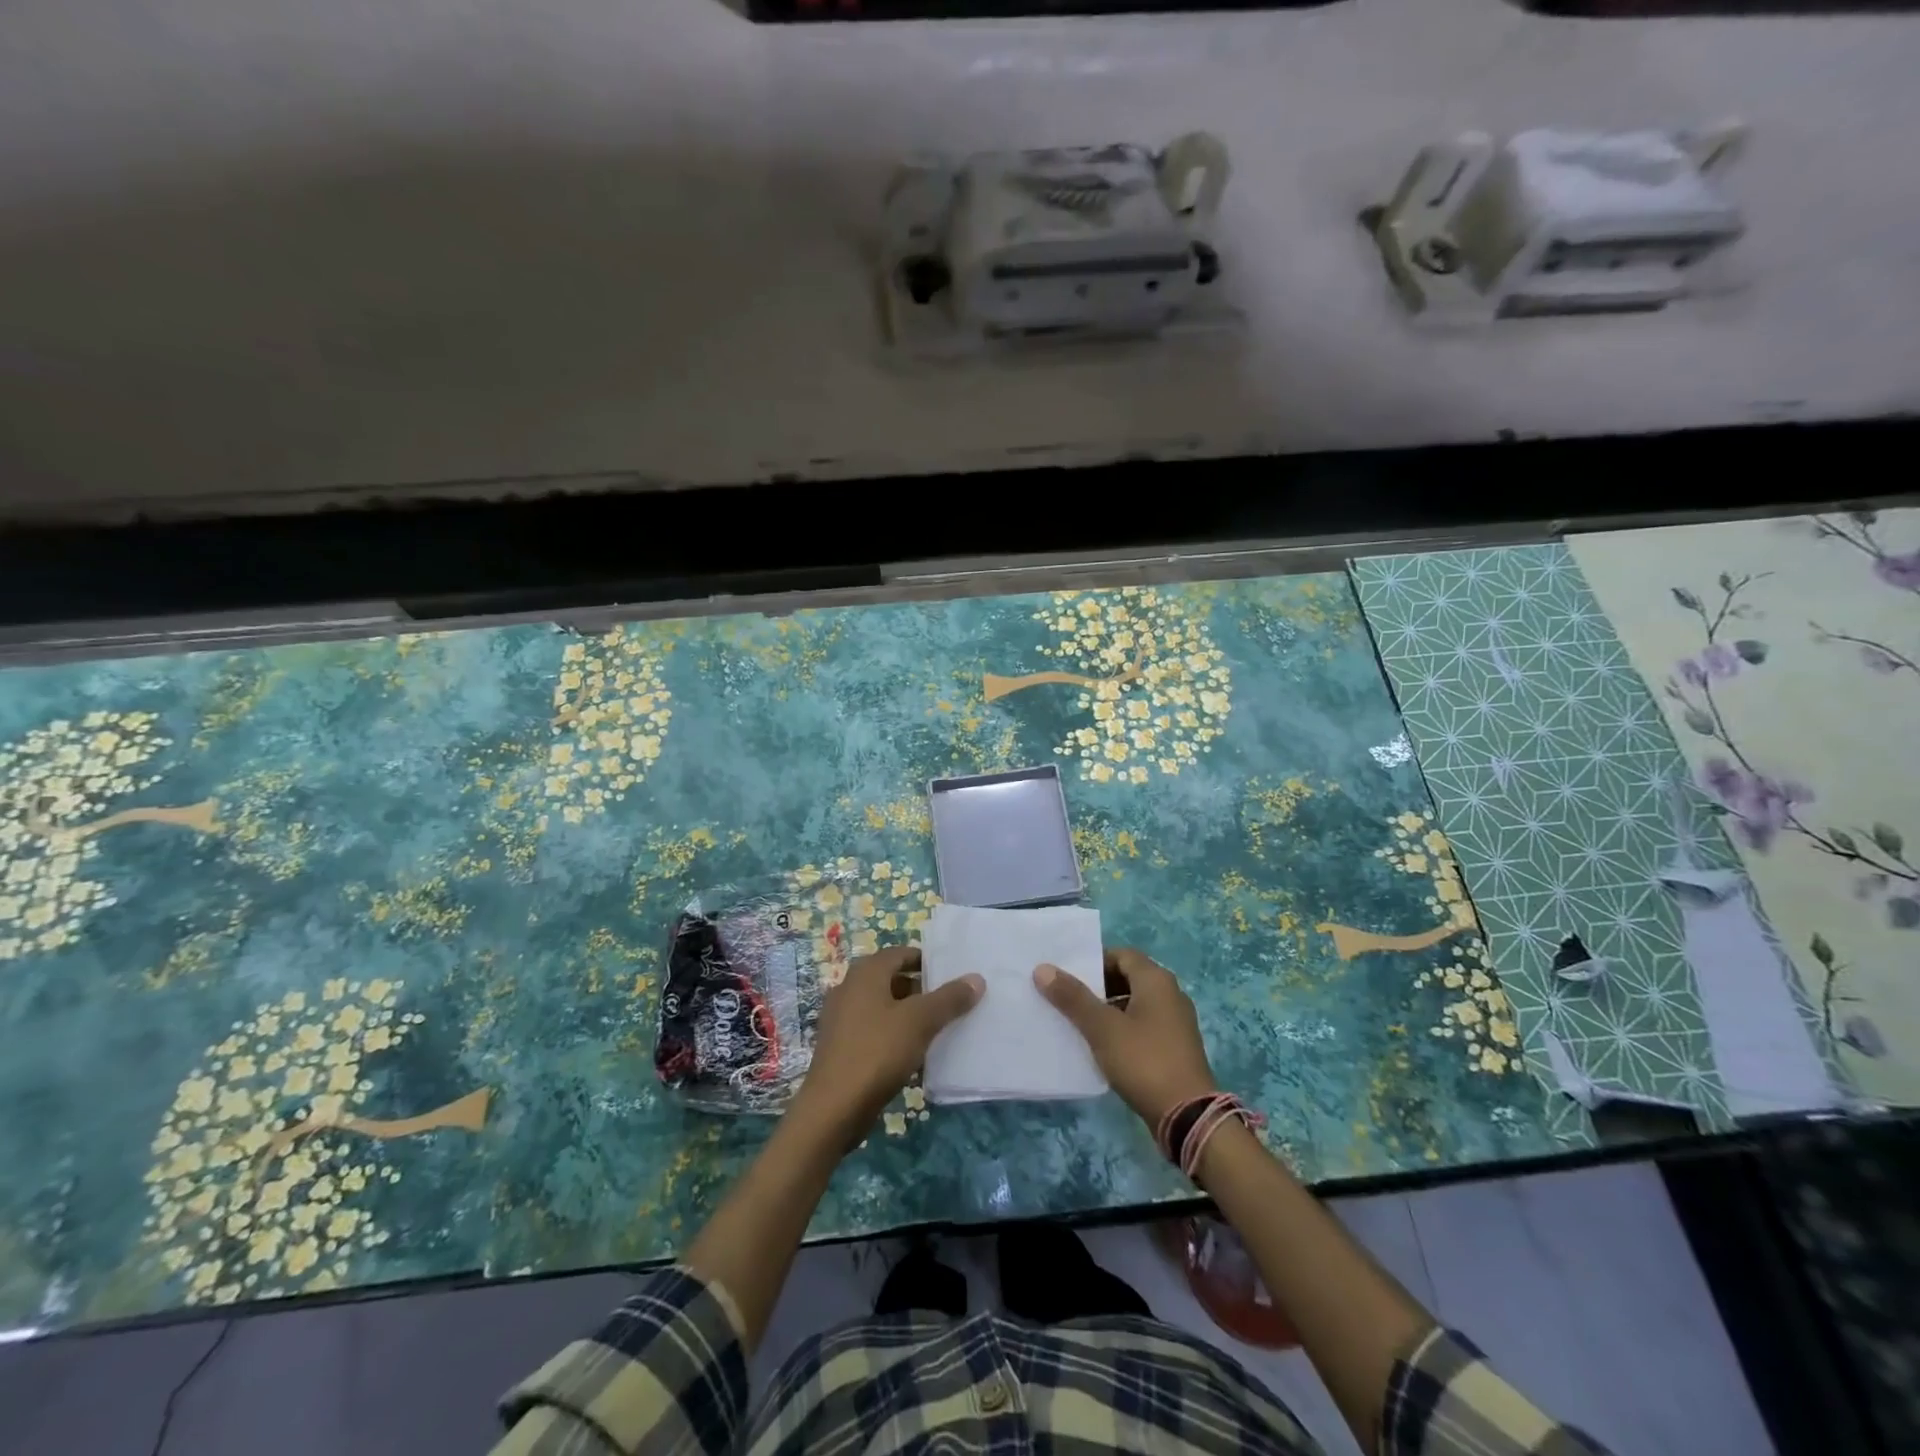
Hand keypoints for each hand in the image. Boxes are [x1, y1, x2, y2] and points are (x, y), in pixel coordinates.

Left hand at [792, 946, 982, 1142]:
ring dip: (908, 1014)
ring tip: (937, 1029)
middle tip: (950, 1003)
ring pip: (883, 1006)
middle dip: (921, 990)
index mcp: (866, 973)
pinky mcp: (840, 1045)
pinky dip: (893, 1034)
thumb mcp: (920, 1021)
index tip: (953, 976)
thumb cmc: (877, 1052)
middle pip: (892, 979)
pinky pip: (873, 1029)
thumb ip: (949, 998)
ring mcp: (841, 1017)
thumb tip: (976, 978)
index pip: (901, 953)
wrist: (833, 1108)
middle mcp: (849, 987)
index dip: (927, 962)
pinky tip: (912, 1053)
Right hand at [1035, 948, 1217, 1126]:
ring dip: (1108, 1010)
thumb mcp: (1102, 1028)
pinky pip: (1143, 1026)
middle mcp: (1170, 994)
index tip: (1067, 976)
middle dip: (1097, 987)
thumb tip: (1043, 968)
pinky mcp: (1175, 1048)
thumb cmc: (1143, 1061)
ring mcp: (1175, 1022)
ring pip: (1134, 1004)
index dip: (1093, 962)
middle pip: (1128, 978)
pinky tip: (1102, 1047)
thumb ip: (1073, 997)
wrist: (1188, 1116)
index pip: (1121, 955)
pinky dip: (1122, 1029)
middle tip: (1067, 999)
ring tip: (1078, 1023)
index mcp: (1156, 980)